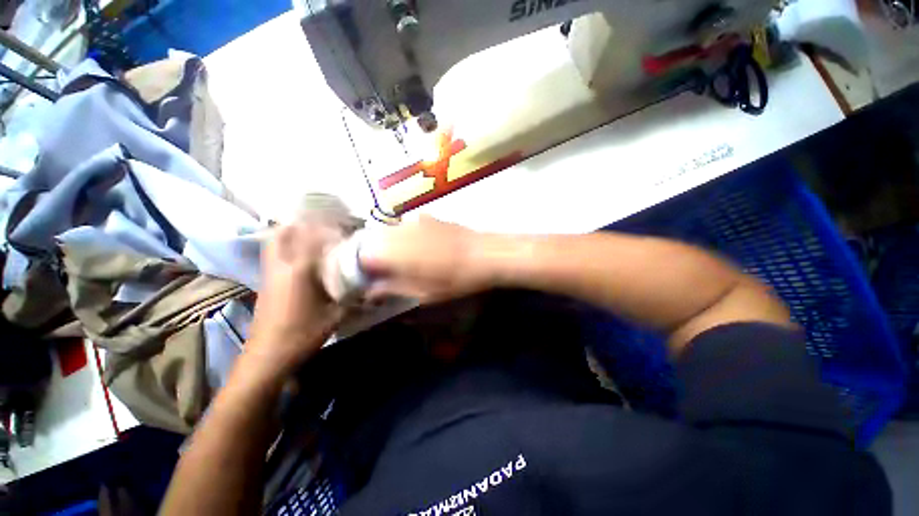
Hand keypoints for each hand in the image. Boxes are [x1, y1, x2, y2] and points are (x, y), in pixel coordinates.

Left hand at [246, 221, 343, 376]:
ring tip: (314, 235)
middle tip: (326, 227)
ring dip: (293, 233)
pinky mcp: (266, 281)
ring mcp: (270, 272)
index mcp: (300, 271)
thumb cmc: (302, 334)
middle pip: (285, 231)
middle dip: (305, 224)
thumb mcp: (336, 315)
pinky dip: (286, 245)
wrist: (267, 355)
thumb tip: (369, 285)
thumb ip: (353, 296)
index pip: (313, 238)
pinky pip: (274, 253)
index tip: (344, 229)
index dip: (329, 229)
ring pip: (275, 241)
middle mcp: (282, 265)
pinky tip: (303, 255)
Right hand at [359, 216, 495, 303]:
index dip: (361, 268)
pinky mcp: (427, 217)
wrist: (483, 255)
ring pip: (388, 231)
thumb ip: (393, 289)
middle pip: (372, 240)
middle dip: (372, 255)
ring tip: (402, 259)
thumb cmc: (454, 279)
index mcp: (395, 252)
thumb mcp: (423, 293)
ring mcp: (413, 221)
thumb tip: (371, 290)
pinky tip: (418, 246)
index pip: (361, 256)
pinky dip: (404, 236)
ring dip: (388, 245)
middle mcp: (399, 232)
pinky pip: (406, 225)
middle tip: (384, 270)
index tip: (369, 278)